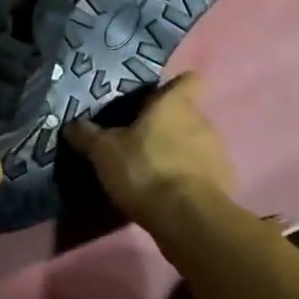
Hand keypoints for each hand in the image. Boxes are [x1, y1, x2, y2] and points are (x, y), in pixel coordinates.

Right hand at [68, 72, 236, 217]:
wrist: (187, 218)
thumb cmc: (144, 170)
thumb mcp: (104, 152)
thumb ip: (87, 135)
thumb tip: (73, 124)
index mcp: (174, 104)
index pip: (187, 80)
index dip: (173, 86)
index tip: (154, 98)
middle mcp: (202, 121)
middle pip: (187, 114)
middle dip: (167, 125)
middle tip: (140, 141)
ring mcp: (218, 152)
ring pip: (197, 143)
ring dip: (180, 152)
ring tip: (155, 171)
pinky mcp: (225, 182)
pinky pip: (205, 172)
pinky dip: (191, 179)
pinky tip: (172, 194)